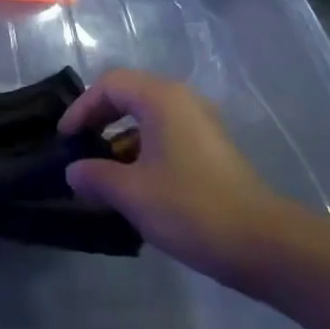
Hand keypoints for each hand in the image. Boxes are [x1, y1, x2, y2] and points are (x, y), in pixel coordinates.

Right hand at [61, 70, 316, 293]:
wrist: (263, 244)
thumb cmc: (190, 208)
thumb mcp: (131, 193)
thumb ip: (95, 176)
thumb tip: (73, 171)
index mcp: (161, 99)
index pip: (109, 85)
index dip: (82, 108)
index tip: (66, 139)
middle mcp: (183, 101)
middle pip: (129, 95)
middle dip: (99, 119)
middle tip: (80, 147)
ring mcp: (202, 125)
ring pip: (148, 118)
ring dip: (121, 139)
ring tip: (102, 172)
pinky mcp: (212, 150)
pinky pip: (167, 136)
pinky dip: (143, 151)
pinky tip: (135, 186)